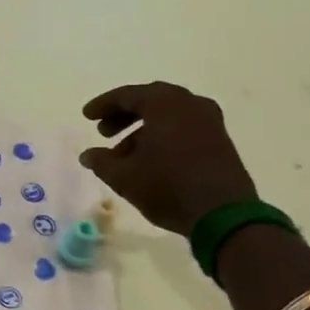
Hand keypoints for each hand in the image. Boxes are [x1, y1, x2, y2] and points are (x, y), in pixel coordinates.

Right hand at [79, 83, 258, 236]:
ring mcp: (209, 121)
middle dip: (124, 115)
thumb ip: (101, 162)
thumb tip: (88, 155)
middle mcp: (190, 104)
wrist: (222, 214)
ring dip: (143, 130)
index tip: (87, 116)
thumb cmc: (167, 186)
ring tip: (123, 155)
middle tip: (104, 132)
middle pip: (150, 101)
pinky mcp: (220, 140)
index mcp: (164, 103)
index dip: (103, 105)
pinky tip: (150, 160)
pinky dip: (163, 137)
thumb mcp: (124, 177)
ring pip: (168, 116)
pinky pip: (184, 128)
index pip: (127, 95)